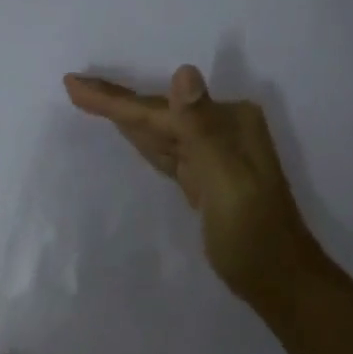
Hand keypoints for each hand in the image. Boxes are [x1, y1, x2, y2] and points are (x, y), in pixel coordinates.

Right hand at [64, 65, 321, 308]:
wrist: (279, 280)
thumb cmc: (253, 237)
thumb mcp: (227, 182)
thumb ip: (201, 130)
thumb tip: (184, 73)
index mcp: (229, 124)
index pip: (161, 111)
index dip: (115, 99)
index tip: (73, 84)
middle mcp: (224, 130)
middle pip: (159, 115)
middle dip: (117, 102)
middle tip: (74, 86)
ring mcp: (216, 155)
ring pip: (161, 131)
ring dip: (127, 117)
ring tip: (89, 100)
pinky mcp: (206, 180)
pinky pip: (168, 151)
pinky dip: (146, 142)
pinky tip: (131, 135)